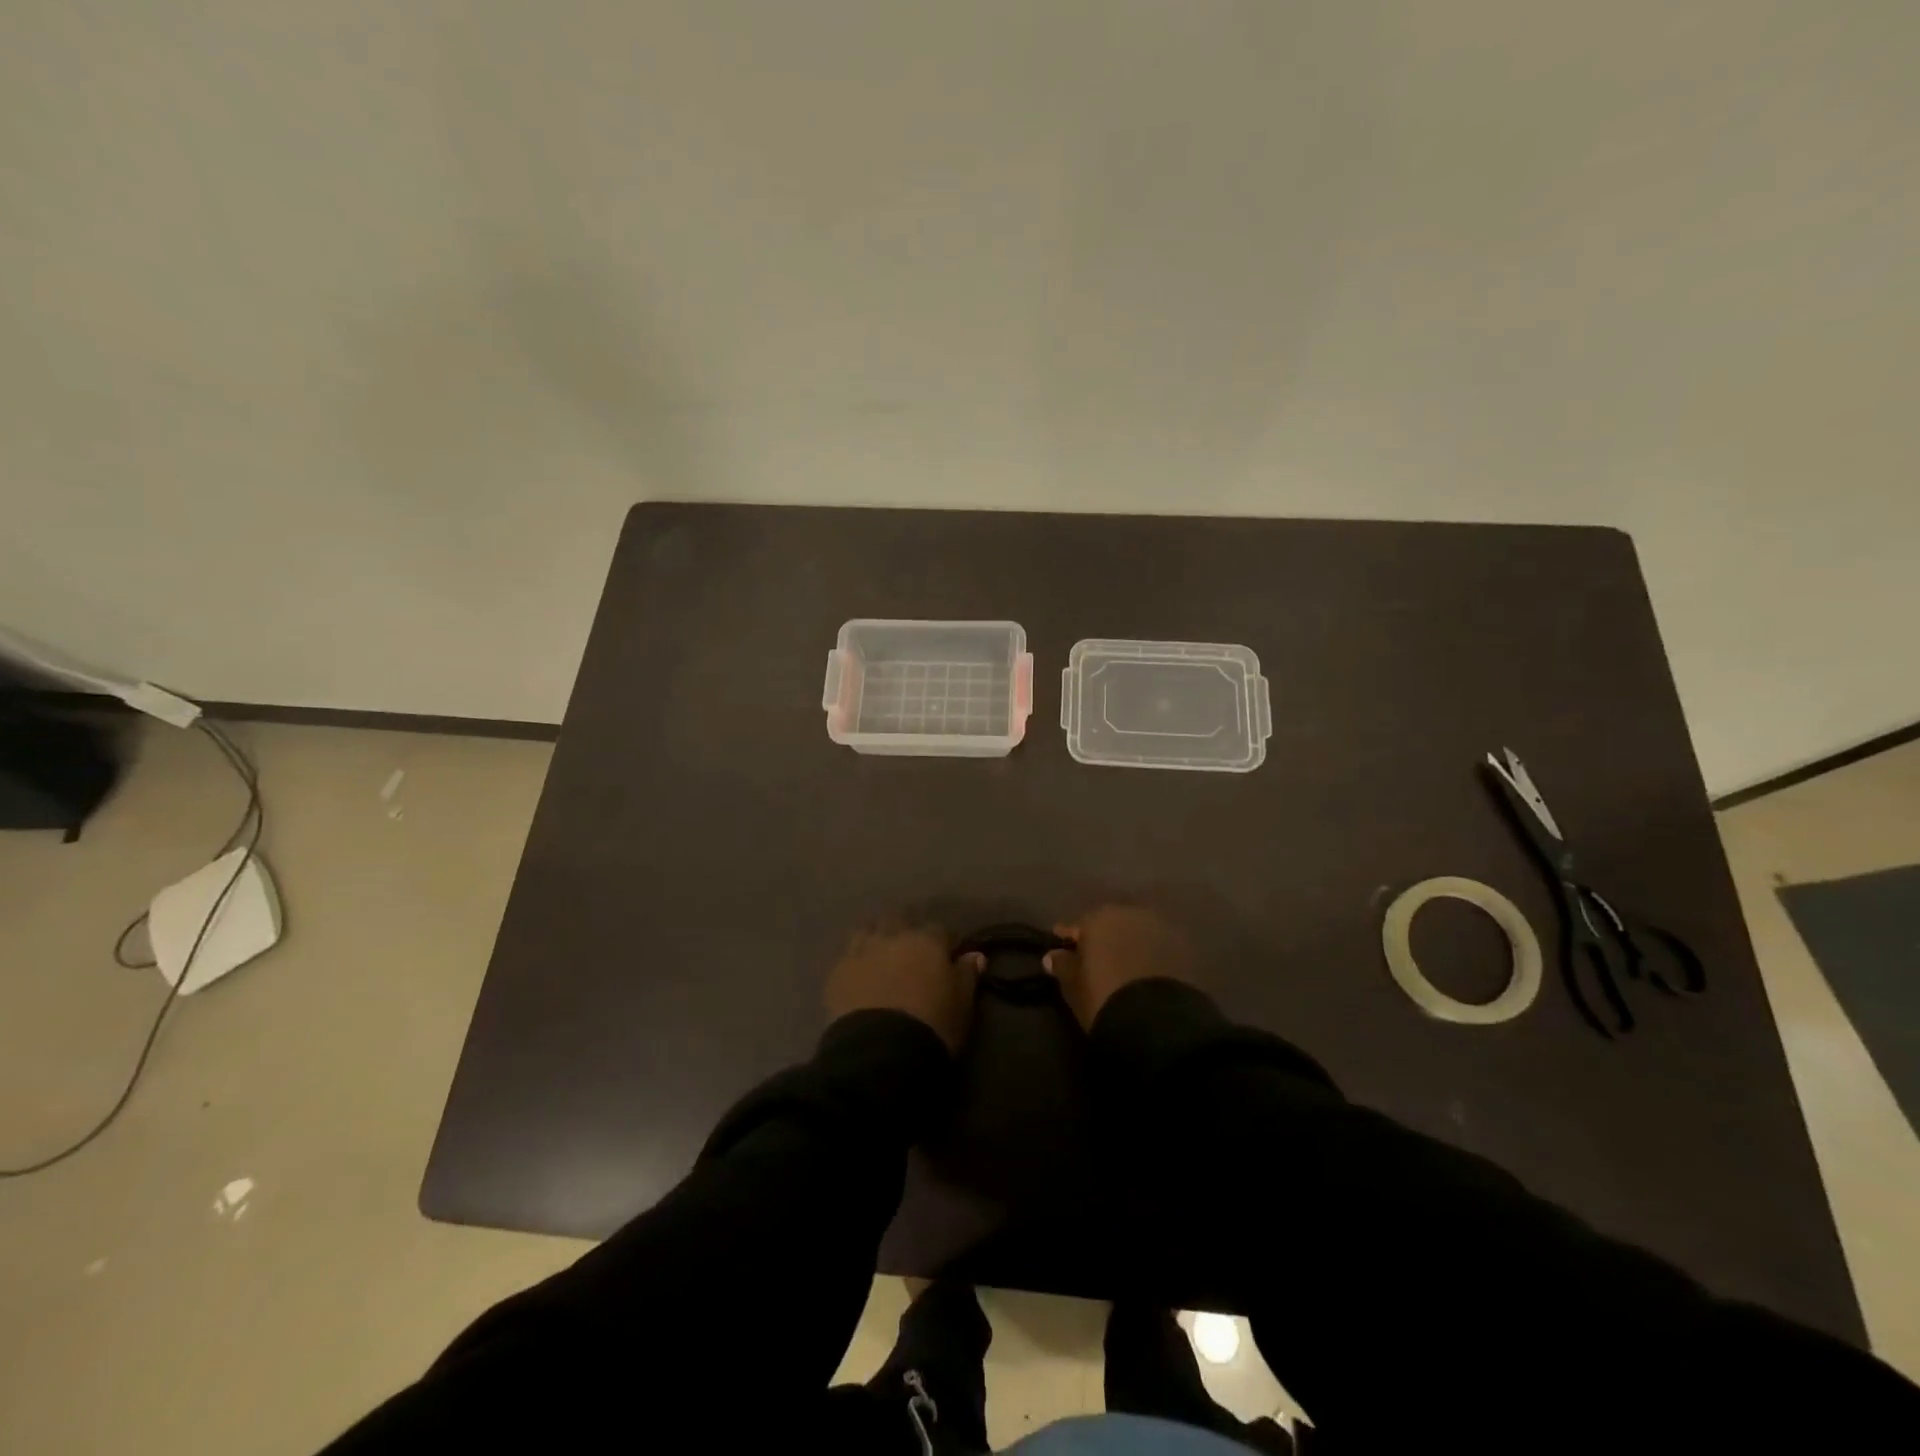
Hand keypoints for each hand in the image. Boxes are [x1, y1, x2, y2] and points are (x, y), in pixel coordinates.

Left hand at [824, 923, 983, 1051]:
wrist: (881, 1052)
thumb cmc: (932, 1025)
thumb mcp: (962, 1004)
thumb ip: (967, 975)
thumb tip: (976, 955)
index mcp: (927, 941)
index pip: (940, 930)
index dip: (945, 943)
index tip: (948, 957)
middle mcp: (893, 936)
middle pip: (899, 921)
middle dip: (905, 932)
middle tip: (910, 955)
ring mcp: (861, 951)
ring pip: (868, 931)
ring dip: (876, 939)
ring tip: (880, 959)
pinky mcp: (837, 972)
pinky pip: (847, 957)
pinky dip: (855, 962)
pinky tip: (858, 977)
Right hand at [1043, 905, 1197, 1030]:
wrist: (1158, 1021)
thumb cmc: (1105, 998)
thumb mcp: (1074, 987)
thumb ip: (1063, 966)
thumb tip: (1053, 955)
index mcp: (1100, 918)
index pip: (1078, 926)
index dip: (1069, 938)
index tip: (1062, 947)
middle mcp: (1131, 914)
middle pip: (1112, 924)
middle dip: (1104, 938)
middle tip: (1096, 959)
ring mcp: (1161, 929)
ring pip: (1138, 933)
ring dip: (1130, 945)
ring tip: (1124, 966)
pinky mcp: (1184, 949)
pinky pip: (1159, 948)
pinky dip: (1151, 956)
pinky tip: (1147, 972)